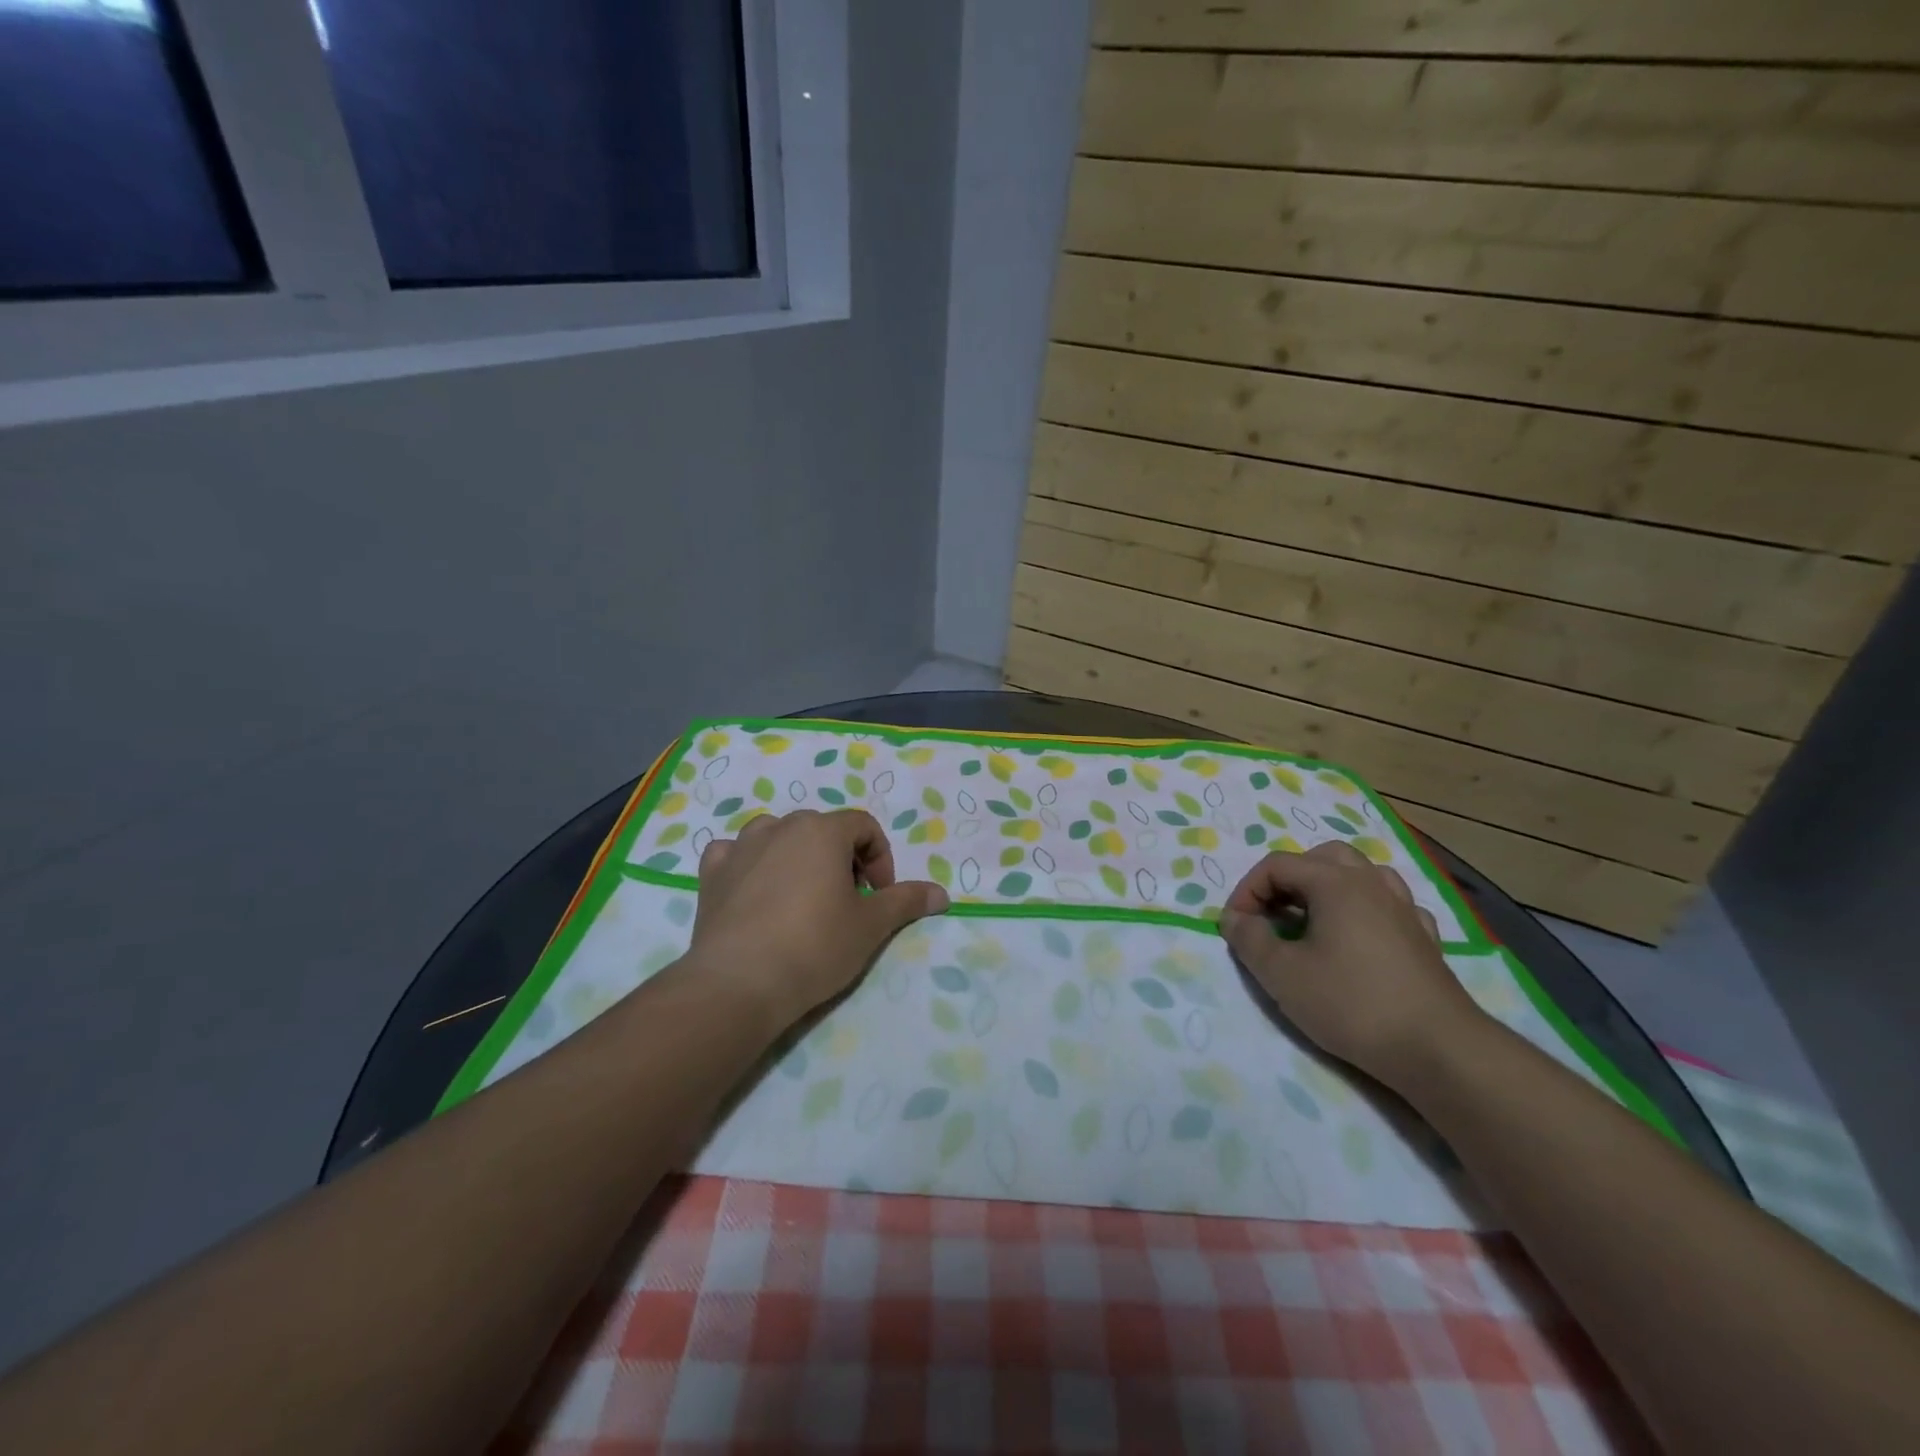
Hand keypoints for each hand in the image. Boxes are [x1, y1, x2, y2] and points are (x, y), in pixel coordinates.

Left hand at [691, 809, 948, 1029]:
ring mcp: (740, 847)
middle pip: (822, 830)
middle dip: (842, 859)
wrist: (739, 983)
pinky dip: (749, 864)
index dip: (880, 859)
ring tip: (803, 896)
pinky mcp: (711, 873)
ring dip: (797, 856)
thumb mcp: (871, 926)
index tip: (878, 897)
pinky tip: (755, 891)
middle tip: (847, 901)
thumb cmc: (814, 947)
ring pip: (777, 836)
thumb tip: (942, 894)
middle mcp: (780, 827)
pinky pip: (735, 854)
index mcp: (822, 831)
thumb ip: (906, 902)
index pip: (864, 827)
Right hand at [1218, 841, 1484, 1089]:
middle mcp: (1372, 883)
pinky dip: (1366, 910)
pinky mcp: (1426, 939)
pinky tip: (1360, 937)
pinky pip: (1390, 905)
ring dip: (1329, 887)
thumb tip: (1234, 918)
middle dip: (1289, 879)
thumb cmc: (1351, 1004)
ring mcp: (1405, 909)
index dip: (1247, 890)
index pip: (1277, 865)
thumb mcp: (1281, 975)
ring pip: (1362, 874)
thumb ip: (1249, 939)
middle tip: (1272, 914)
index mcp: (1335, 883)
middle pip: (1322, 857)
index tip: (1236, 927)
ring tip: (1313, 919)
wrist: (1438, 1049)